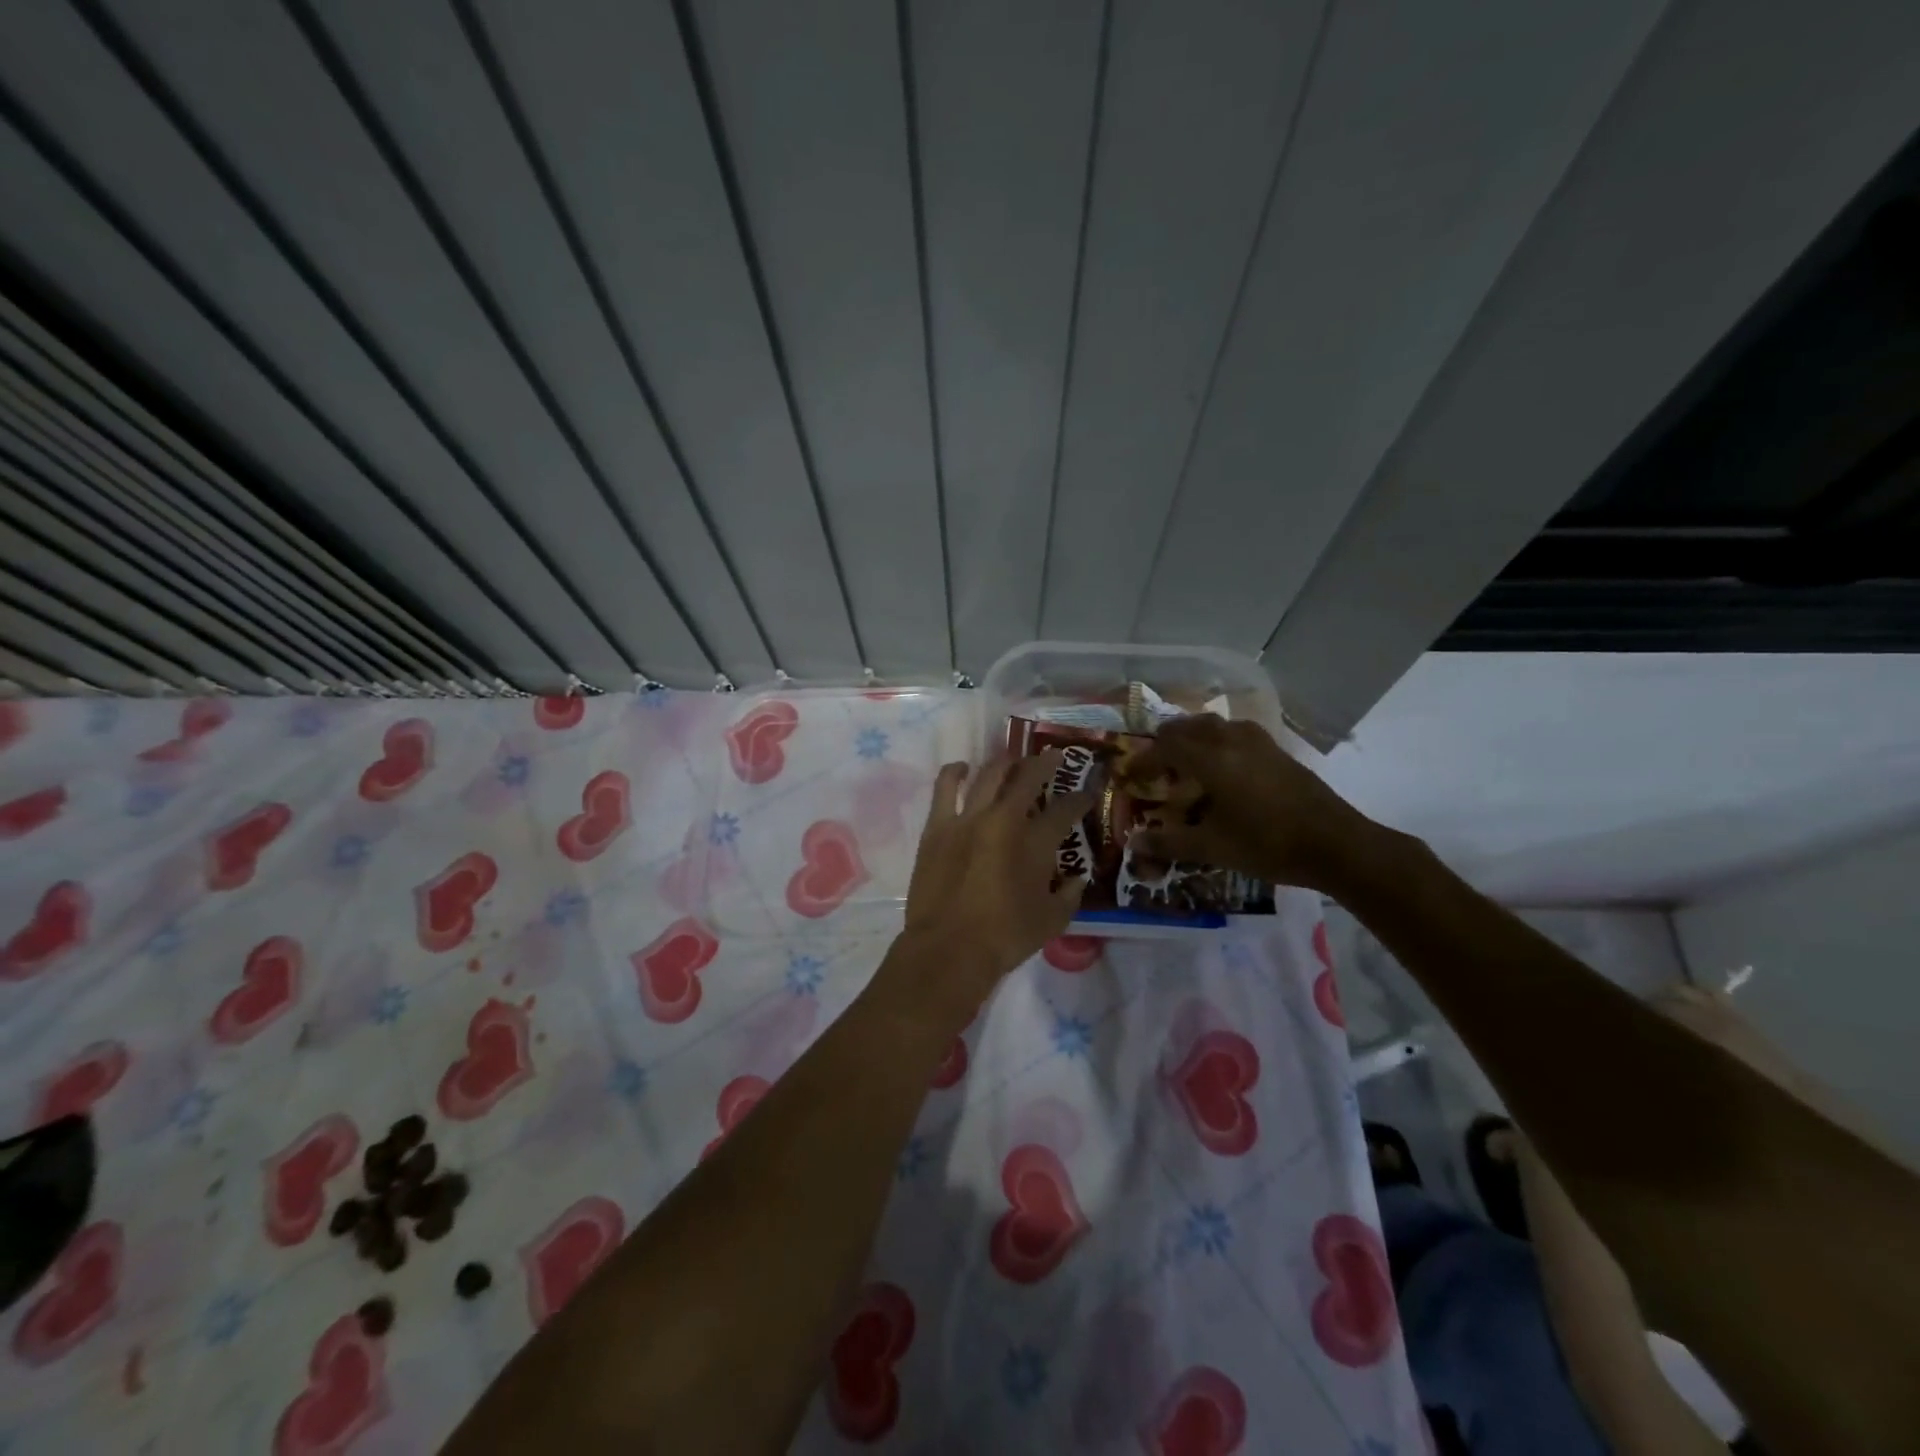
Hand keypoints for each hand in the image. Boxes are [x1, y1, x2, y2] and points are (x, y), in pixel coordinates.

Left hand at [872, 754, 1091, 1037]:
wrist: (949, 949)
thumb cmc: (1005, 938)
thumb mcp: (1051, 921)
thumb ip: (1069, 895)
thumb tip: (1076, 879)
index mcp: (1036, 842)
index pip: (1065, 809)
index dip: (1081, 798)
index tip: (1088, 791)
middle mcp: (1003, 819)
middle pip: (1027, 777)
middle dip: (1046, 763)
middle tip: (1054, 757)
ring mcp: (967, 819)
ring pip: (988, 774)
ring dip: (1005, 762)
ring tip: (1013, 759)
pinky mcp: (937, 827)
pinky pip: (945, 788)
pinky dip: (956, 772)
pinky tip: (963, 769)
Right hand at [1123, 714, 1377, 891]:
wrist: (1336, 844)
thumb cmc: (1267, 844)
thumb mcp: (1212, 848)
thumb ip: (1169, 843)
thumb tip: (1133, 845)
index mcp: (1211, 759)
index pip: (1166, 746)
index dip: (1145, 759)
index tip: (1132, 776)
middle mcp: (1232, 740)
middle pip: (1190, 726)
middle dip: (1167, 742)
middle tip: (1156, 765)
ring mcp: (1260, 743)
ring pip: (1216, 725)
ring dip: (1194, 737)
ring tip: (1187, 762)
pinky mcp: (1279, 752)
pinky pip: (1237, 734)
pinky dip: (1219, 742)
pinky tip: (1225, 769)